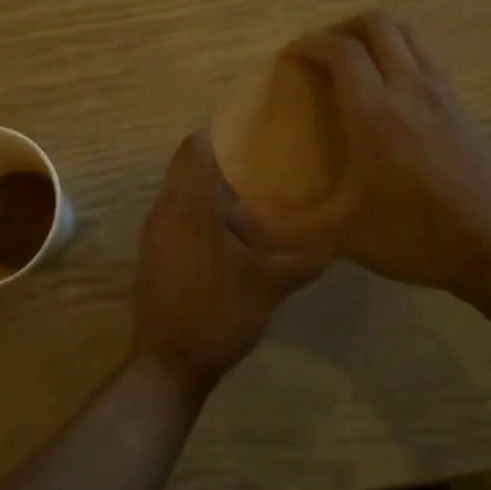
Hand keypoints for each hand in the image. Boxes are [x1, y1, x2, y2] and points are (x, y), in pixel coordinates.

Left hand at [132, 131, 324, 397]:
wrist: (168, 364)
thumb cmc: (217, 313)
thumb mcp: (268, 285)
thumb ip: (302, 259)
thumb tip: (335, 239)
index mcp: (188, 205)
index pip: (194, 147)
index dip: (220, 131)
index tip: (252, 125)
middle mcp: (165, 210)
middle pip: (186, 165)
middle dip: (220, 156)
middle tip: (261, 155)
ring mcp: (155, 233)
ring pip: (180, 190)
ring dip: (210, 183)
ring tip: (252, 187)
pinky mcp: (156, 253)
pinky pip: (177, 212)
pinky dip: (200, 207)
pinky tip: (232, 226)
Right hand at [239, 13, 490, 302]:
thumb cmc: (412, 235)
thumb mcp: (340, 236)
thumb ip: (283, 228)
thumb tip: (237, 218)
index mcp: (376, 113)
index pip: (341, 50)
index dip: (309, 43)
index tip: (288, 57)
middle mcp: (410, 89)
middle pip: (378, 25)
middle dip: (342, 28)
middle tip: (320, 55)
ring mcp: (441, 93)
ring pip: (407, 34)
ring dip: (375, 36)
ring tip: (352, 64)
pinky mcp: (460, 105)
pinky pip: (425, 56)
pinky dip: (400, 53)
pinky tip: (388, 91)